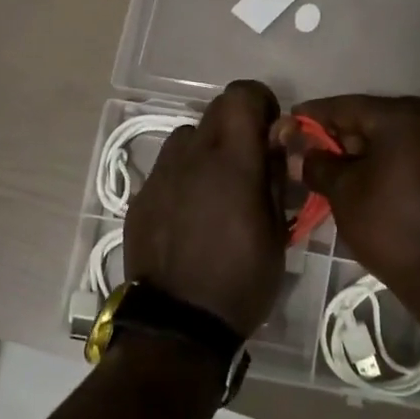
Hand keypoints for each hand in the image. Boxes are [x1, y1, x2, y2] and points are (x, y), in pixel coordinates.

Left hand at [125, 80, 286, 334]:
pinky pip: (167, 169)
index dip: (261, 104)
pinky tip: (190, 216)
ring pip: (187, 137)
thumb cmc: (240, 281)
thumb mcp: (277, 232)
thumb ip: (276, 176)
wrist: (177, 324)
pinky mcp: (140, 198)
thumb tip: (279, 138)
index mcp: (230, 161)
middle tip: (250, 166)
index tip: (272, 135)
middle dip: (237, 126)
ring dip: (208, 151)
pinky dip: (184, 178)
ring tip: (218, 192)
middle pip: (214, 110)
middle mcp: (190, 156)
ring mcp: (159, 176)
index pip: (241, 94)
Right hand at [276, 95, 419, 301]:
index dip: (315, 116)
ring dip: (372, 149)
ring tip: (345, 170)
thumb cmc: (390, 227)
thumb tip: (303, 151)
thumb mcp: (343, 193)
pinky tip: (380, 180)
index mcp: (403, 116)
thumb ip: (317, 163)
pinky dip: (398, 161)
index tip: (291, 122)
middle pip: (376, 118)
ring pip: (401, 136)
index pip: (347, 107)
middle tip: (316, 152)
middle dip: (345, 135)